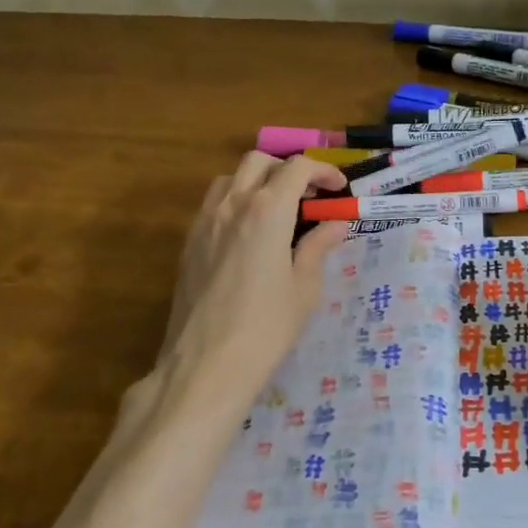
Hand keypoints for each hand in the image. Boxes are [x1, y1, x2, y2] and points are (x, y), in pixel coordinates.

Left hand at [153, 152, 348, 421]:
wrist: (205, 364)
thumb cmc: (266, 327)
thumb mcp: (304, 288)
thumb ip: (318, 247)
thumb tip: (336, 223)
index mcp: (267, 211)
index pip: (297, 168)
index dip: (322, 171)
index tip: (338, 188)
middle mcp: (232, 205)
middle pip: (259, 162)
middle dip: (288, 169)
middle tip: (309, 196)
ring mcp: (204, 222)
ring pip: (230, 178)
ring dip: (257, 181)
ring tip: (278, 210)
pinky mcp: (188, 243)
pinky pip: (213, 204)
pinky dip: (236, 202)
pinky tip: (249, 234)